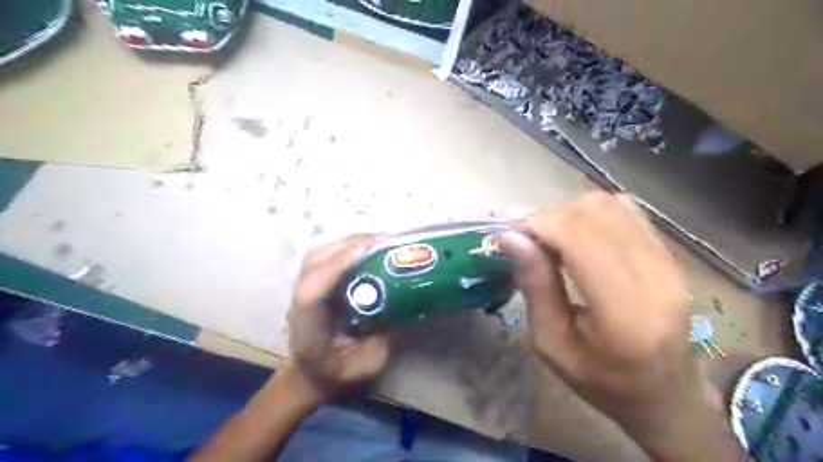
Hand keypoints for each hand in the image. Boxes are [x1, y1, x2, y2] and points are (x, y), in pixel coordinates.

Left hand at [287, 235, 389, 400]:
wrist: (309, 377)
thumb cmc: (338, 375)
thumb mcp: (367, 366)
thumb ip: (384, 336)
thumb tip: (406, 303)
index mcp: (310, 330)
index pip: (312, 293)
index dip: (335, 267)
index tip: (366, 251)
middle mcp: (300, 304)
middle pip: (313, 263)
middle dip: (349, 246)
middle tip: (385, 242)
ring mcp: (303, 291)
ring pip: (318, 254)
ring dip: (348, 243)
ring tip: (379, 242)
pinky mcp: (312, 284)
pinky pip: (325, 256)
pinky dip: (345, 247)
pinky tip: (367, 248)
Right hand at [499, 192, 743, 458]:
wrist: (666, 396)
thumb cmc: (601, 379)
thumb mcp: (552, 343)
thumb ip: (535, 286)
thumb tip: (511, 238)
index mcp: (623, 310)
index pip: (579, 238)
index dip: (538, 224)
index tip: (510, 235)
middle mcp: (654, 277)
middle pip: (592, 216)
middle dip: (548, 218)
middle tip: (525, 240)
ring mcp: (668, 262)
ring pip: (609, 206)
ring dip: (568, 213)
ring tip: (550, 238)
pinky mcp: (669, 256)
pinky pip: (625, 212)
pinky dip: (591, 213)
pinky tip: (577, 234)